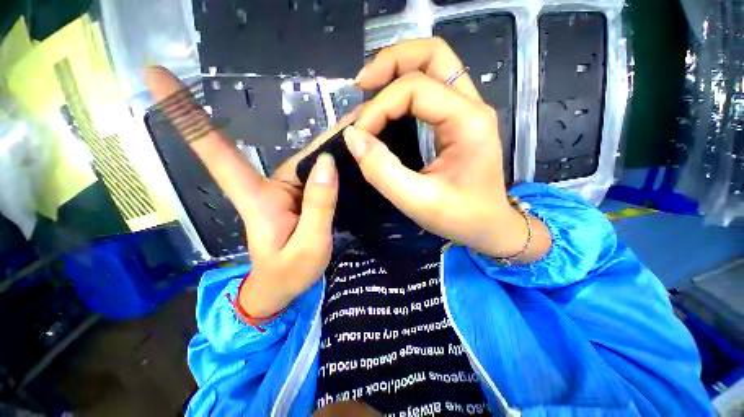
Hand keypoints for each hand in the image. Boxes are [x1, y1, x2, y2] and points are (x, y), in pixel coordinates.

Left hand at [146, 67, 337, 317]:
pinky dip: (334, 162)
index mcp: (256, 197)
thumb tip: (326, 163)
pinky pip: (317, 173)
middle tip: (360, 117)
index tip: (155, 73)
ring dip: (335, 145)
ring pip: (310, 160)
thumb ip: (319, 206)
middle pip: (294, 150)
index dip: (184, 113)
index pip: (214, 151)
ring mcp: (285, 191)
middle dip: (326, 133)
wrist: (282, 288)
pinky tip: (353, 154)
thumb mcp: (309, 244)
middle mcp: (267, 186)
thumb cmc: (288, 273)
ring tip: (363, 133)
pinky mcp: (299, 196)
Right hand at [346, 37, 550, 261]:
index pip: (415, 89)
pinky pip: (431, 88)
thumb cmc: (460, 217)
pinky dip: (403, 88)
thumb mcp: (418, 201)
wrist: (490, 226)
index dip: (379, 108)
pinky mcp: (458, 121)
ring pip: (433, 65)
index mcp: (468, 123)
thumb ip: (382, 171)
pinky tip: (387, 106)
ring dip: (397, 70)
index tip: (358, 135)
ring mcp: (466, 110)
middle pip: (433, 54)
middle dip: (391, 62)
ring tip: (368, 90)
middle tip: (361, 85)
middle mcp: (471, 106)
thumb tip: (353, 138)